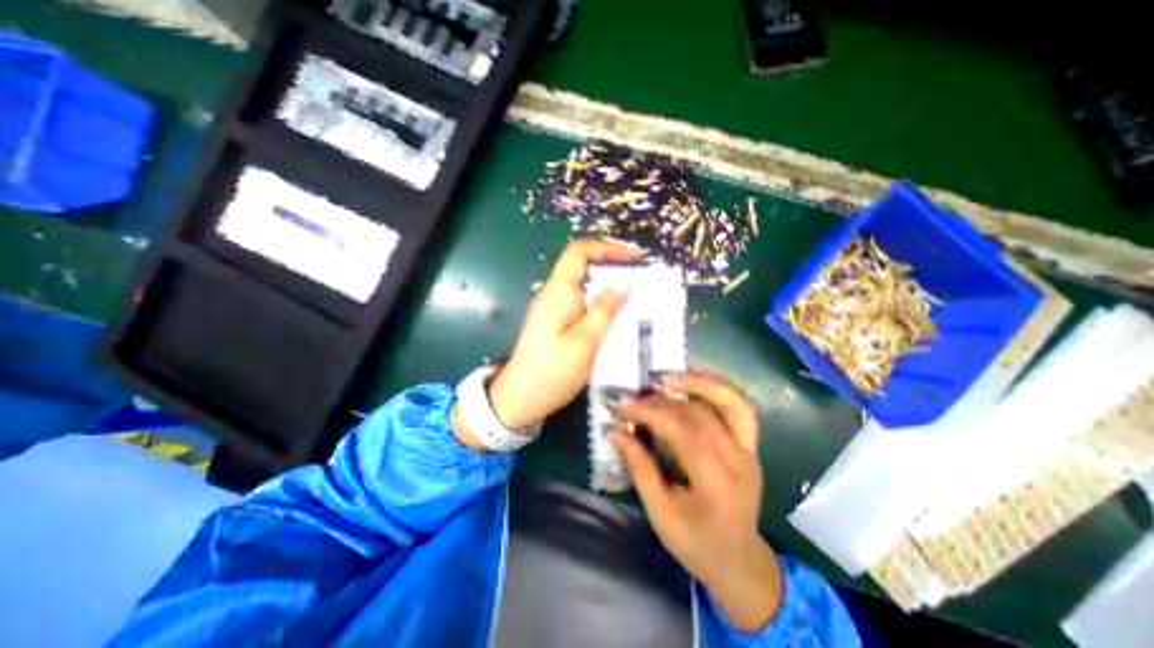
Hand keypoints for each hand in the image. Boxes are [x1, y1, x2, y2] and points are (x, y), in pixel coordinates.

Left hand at [483, 238, 634, 429]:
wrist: (520, 400)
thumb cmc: (552, 373)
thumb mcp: (584, 342)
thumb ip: (605, 310)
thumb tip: (626, 282)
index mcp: (557, 292)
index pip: (578, 252)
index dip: (606, 247)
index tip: (634, 257)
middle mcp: (553, 294)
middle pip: (582, 266)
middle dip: (612, 267)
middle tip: (640, 280)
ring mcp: (553, 309)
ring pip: (583, 286)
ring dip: (608, 287)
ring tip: (634, 298)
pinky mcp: (556, 322)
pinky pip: (581, 303)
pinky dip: (600, 304)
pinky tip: (615, 317)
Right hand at [613, 372, 785, 629]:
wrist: (738, 561)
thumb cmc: (695, 543)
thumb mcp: (660, 513)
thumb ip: (639, 468)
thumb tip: (616, 431)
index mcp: (716, 483)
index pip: (681, 432)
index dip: (649, 413)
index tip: (621, 407)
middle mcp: (738, 459)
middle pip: (698, 414)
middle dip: (660, 401)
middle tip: (632, 397)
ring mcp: (749, 450)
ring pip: (728, 401)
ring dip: (696, 382)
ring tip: (664, 377)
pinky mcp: (750, 445)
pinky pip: (738, 407)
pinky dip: (716, 388)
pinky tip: (692, 383)